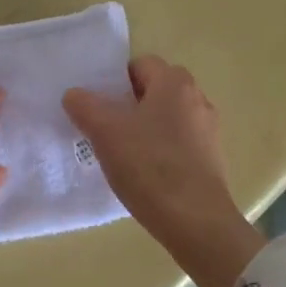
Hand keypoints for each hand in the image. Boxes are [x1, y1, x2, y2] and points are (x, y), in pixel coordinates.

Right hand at [63, 55, 263, 286]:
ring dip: (143, 129)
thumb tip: (74, 94)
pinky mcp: (211, 160)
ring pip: (166, 118)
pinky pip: (178, 143)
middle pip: (154, 91)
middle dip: (127, 105)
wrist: (195, 221)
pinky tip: (143, 174)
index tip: (97, 107)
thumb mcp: (105, 133)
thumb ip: (85, 106)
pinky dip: (159, 151)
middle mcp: (197, 99)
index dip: (114, 81)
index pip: (139, 65)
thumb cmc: (149, 167)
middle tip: (103, 129)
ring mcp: (208, 131)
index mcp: (175, 83)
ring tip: (120, 154)